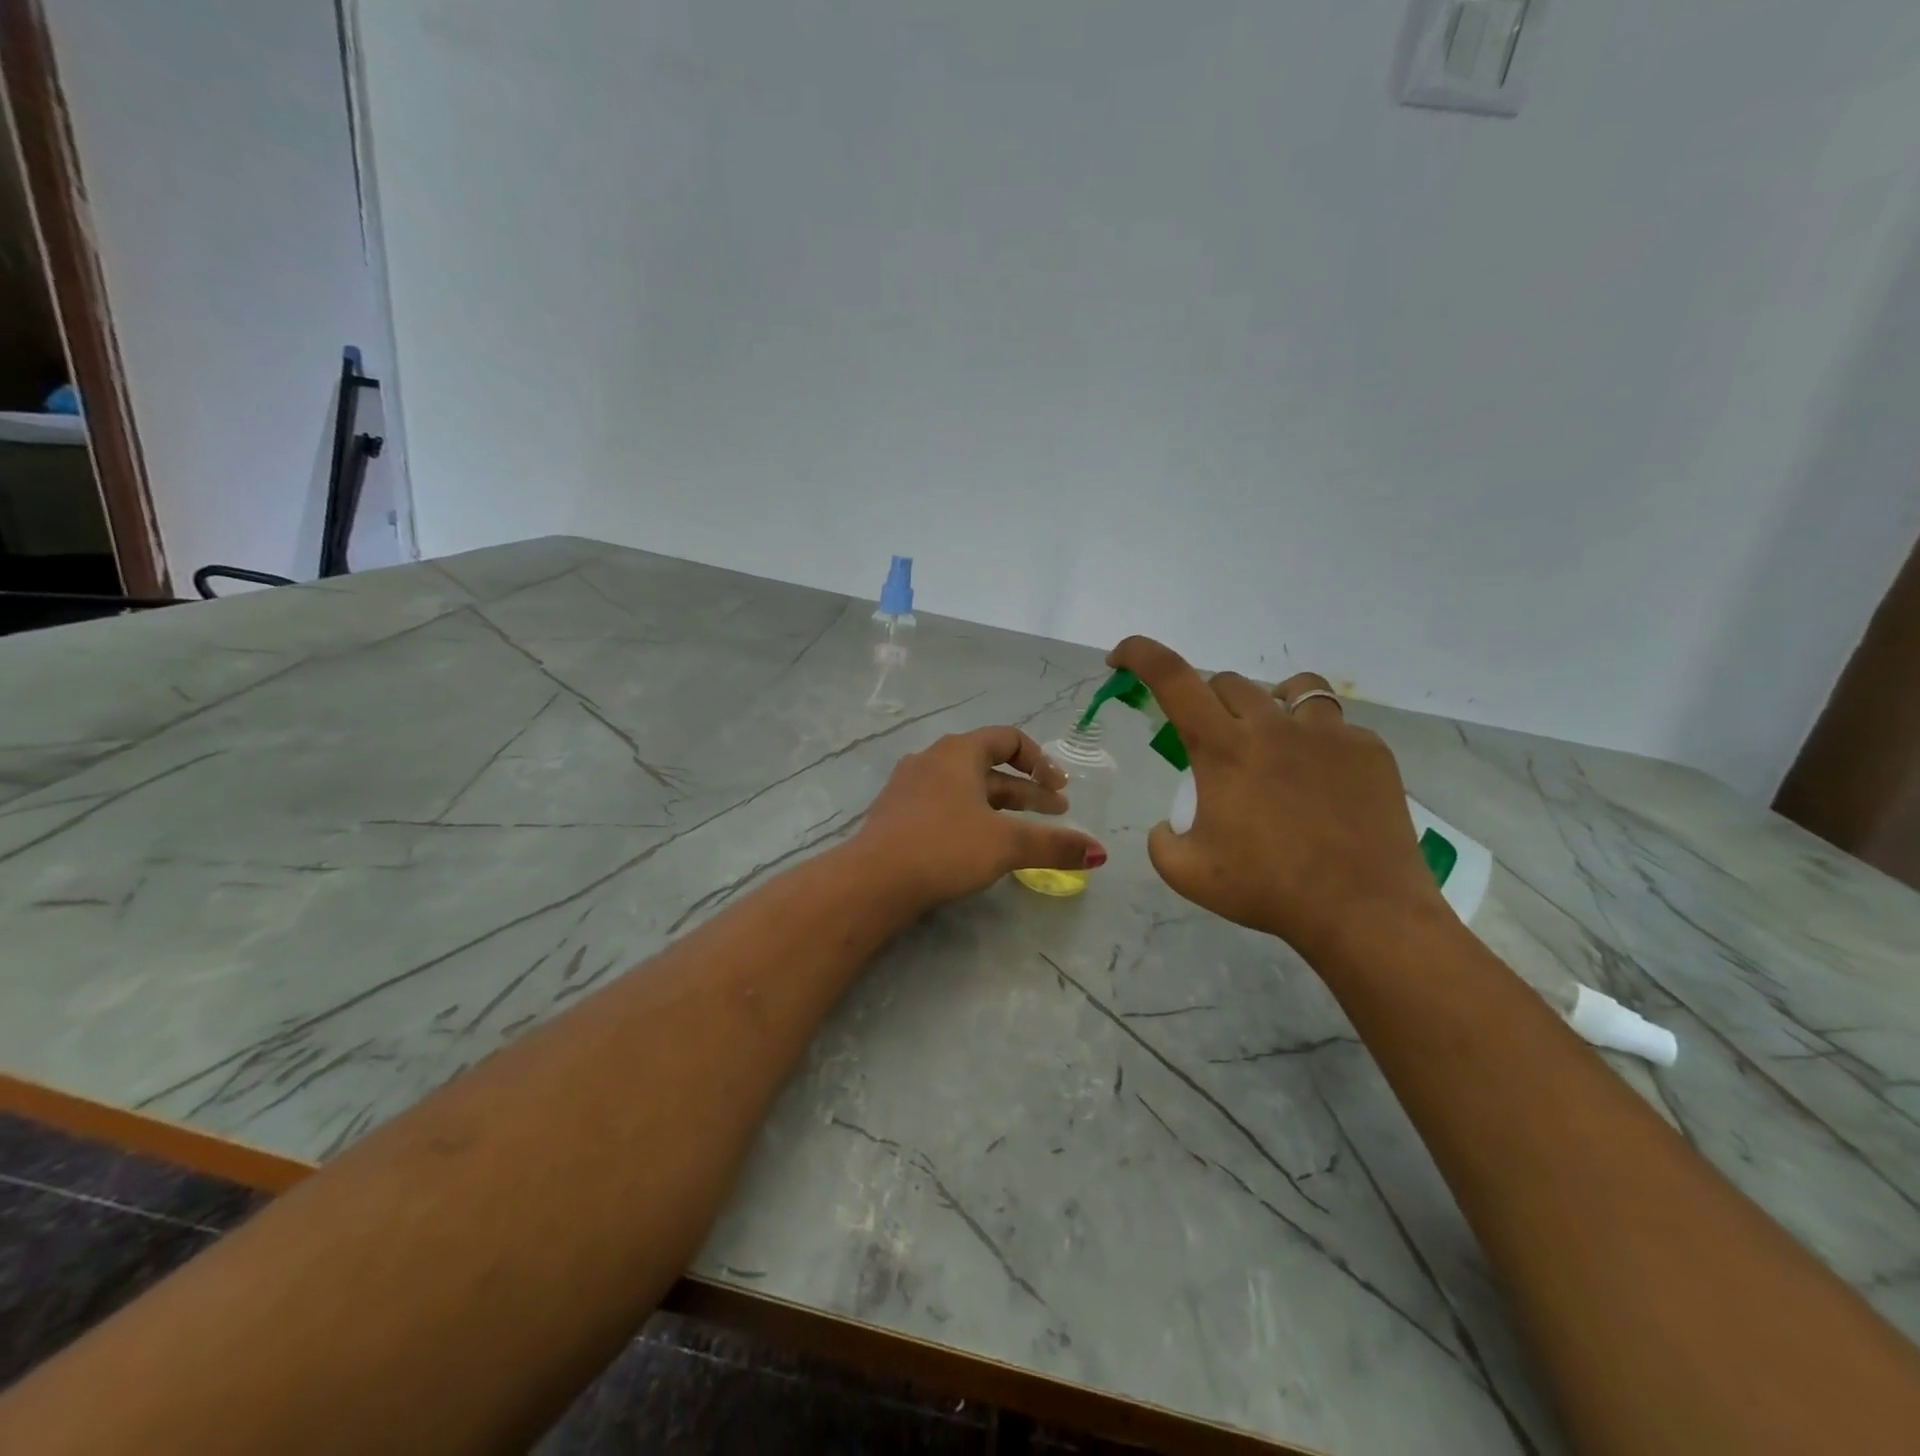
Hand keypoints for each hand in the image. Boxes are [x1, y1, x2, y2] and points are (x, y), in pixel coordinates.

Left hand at [855, 726, 1106, 910]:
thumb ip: (1054, 845)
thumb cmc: (944, 847)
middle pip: (989, 767)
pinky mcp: (897, 815)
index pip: (1009, 739)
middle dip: (1027, 790)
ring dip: (1000, 806)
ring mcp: (909, 787)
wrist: (872, 880)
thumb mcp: (1006, 845)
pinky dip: (971, 817)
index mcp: (958, 752)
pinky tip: (979, 845)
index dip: (1041, 762)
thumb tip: (1100, 853)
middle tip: (1057, 813)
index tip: (1059, 790)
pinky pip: (944, 806)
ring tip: (1025, 832)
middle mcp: (932, 760)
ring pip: (966, 789)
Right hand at [1109, 637, 1442, 959]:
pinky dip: (1315, 743)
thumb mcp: (1187, 874)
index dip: (1141, 654)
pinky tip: (1320, 784)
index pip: (1173, 679)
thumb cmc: (1268, 889)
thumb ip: (1161, 842)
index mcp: (1223, 749)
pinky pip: (1334, 727)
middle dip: (1207, 704)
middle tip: (1211, 747)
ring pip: (1291, 690)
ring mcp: (1327, 734)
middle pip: (1228, 683)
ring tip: (1272, 747)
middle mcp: (1273, 726)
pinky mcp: (1369, 750)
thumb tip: (1167, 825)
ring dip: (1268, 710)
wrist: (1364, 911)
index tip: (1121, 657)